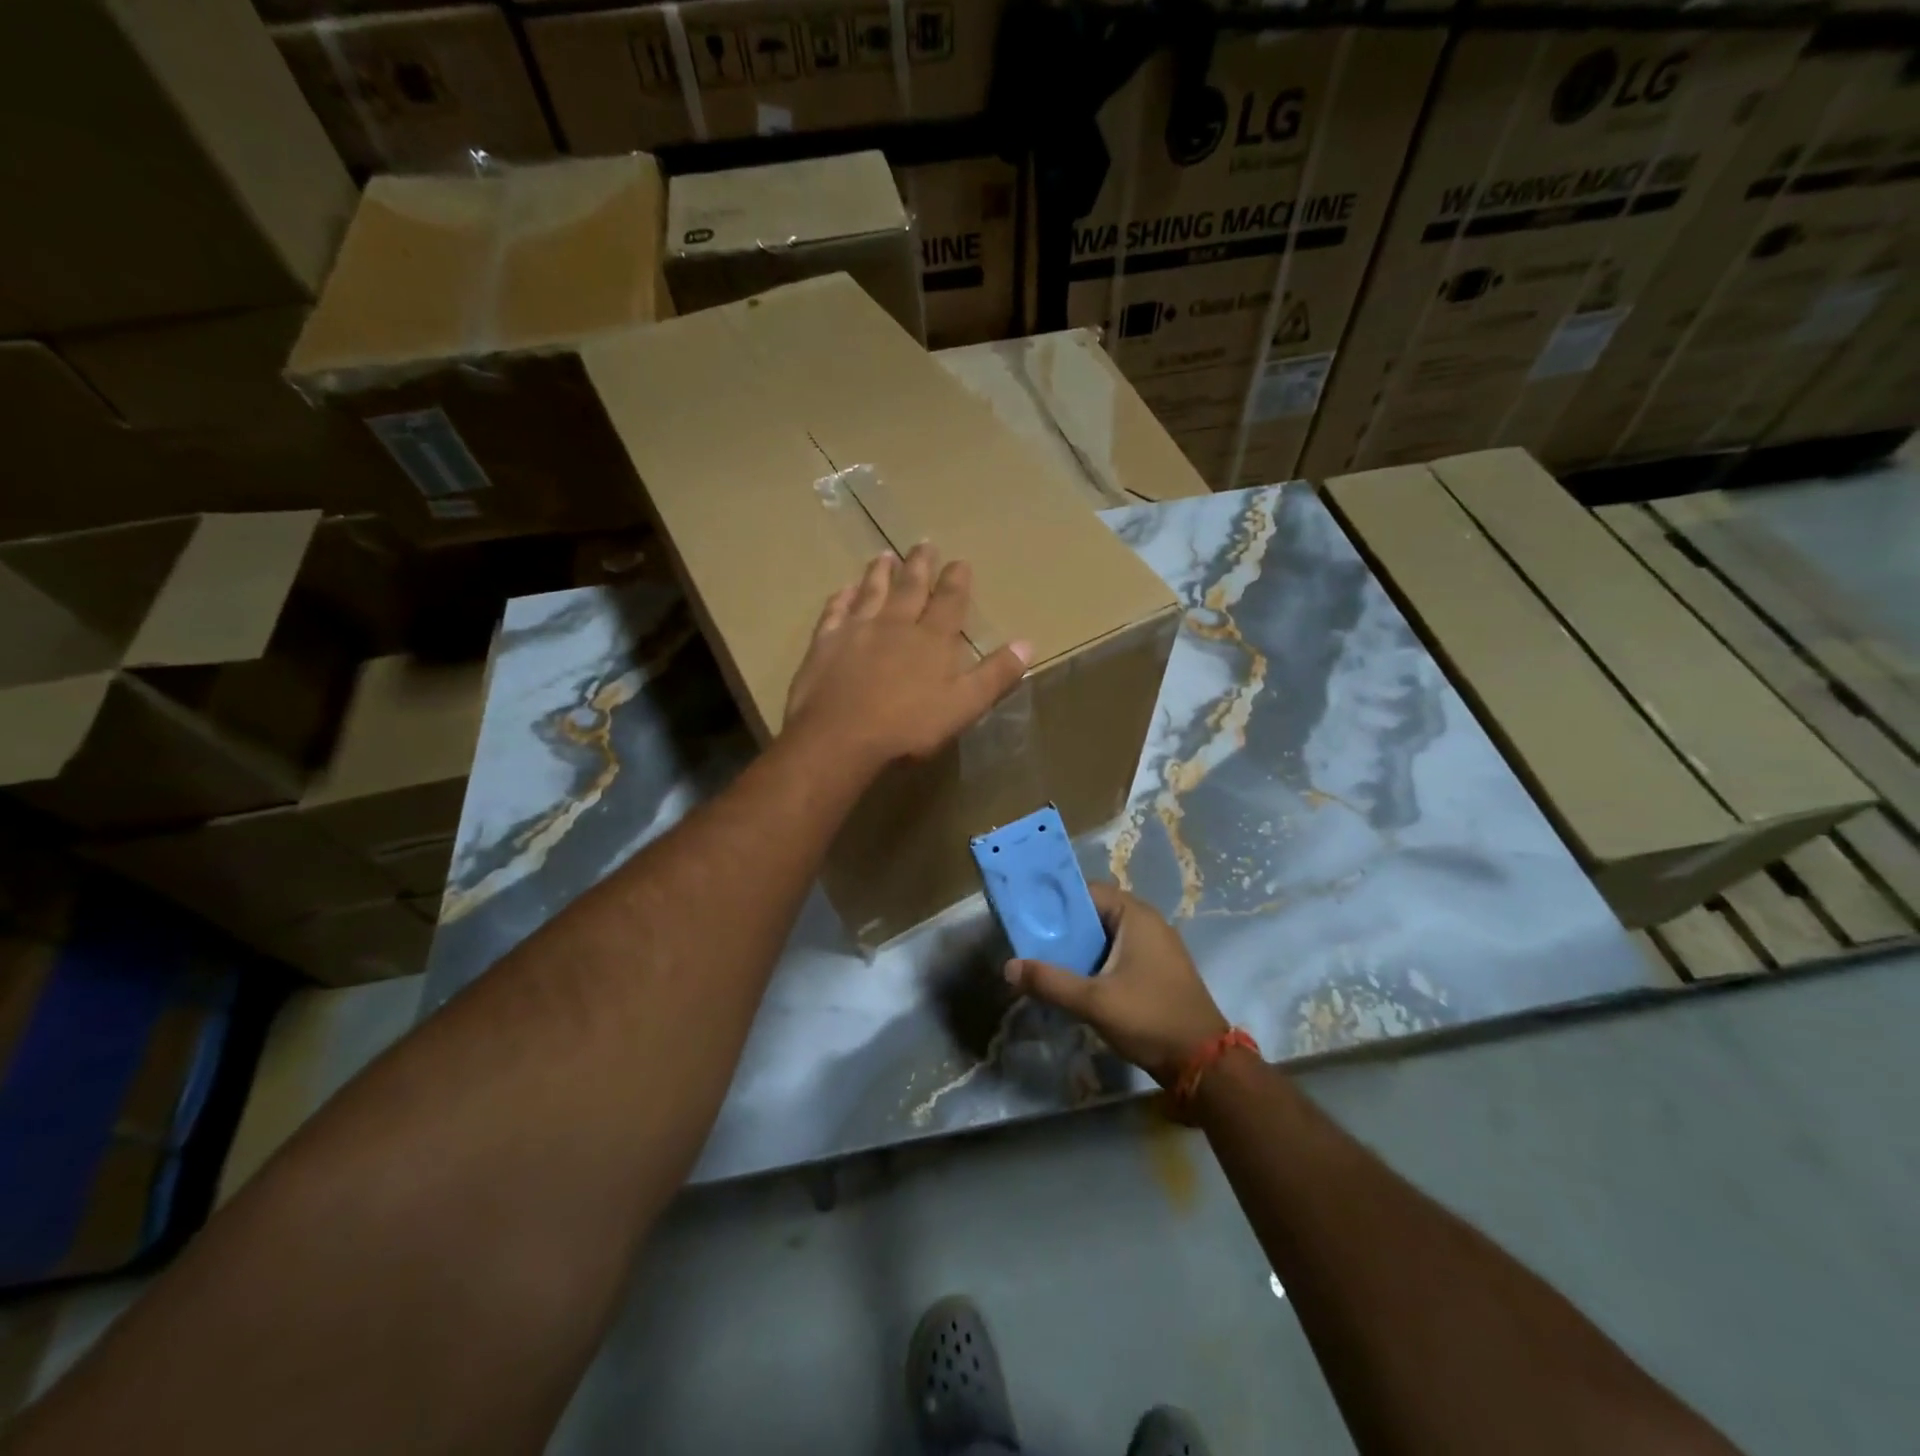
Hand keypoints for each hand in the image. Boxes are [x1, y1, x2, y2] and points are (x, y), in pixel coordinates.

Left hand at [783, 545, 1032, 769]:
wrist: (840, 738)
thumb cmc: (908, 727)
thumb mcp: (964, 706)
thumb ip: (995, 675)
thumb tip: (1027, 644)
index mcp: (932, 639)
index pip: (949, 601)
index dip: (957, 580)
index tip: (960, 561)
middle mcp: (895, 624)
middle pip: (910, 587)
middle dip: (920, 565)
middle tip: (924, 543)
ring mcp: (857, 630)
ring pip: (872, 592)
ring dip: (880, 573)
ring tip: (884, 555)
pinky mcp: (825, 644)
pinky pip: (835, 612)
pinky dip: (841, 598)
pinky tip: (844, 590)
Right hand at [1005, 885, 1229, 1088]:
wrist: (1204, 1062)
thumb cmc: (1149, 1018)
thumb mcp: (1094, 1001)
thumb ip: (1050, 982)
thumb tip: (1009, 967)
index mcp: (1135, 915)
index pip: (1087, 892)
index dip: (1056, 902)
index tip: (1027, 917)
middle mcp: (1147, 922)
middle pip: (1095, 913)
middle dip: (1064, 928)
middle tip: (1030, 942)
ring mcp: (1156, 946)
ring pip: (1106, 936)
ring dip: (1079, 947)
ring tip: (1046, 962)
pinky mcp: (1158, 969)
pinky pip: (1119, 953)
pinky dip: (1097, 961)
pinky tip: (1076, 981)